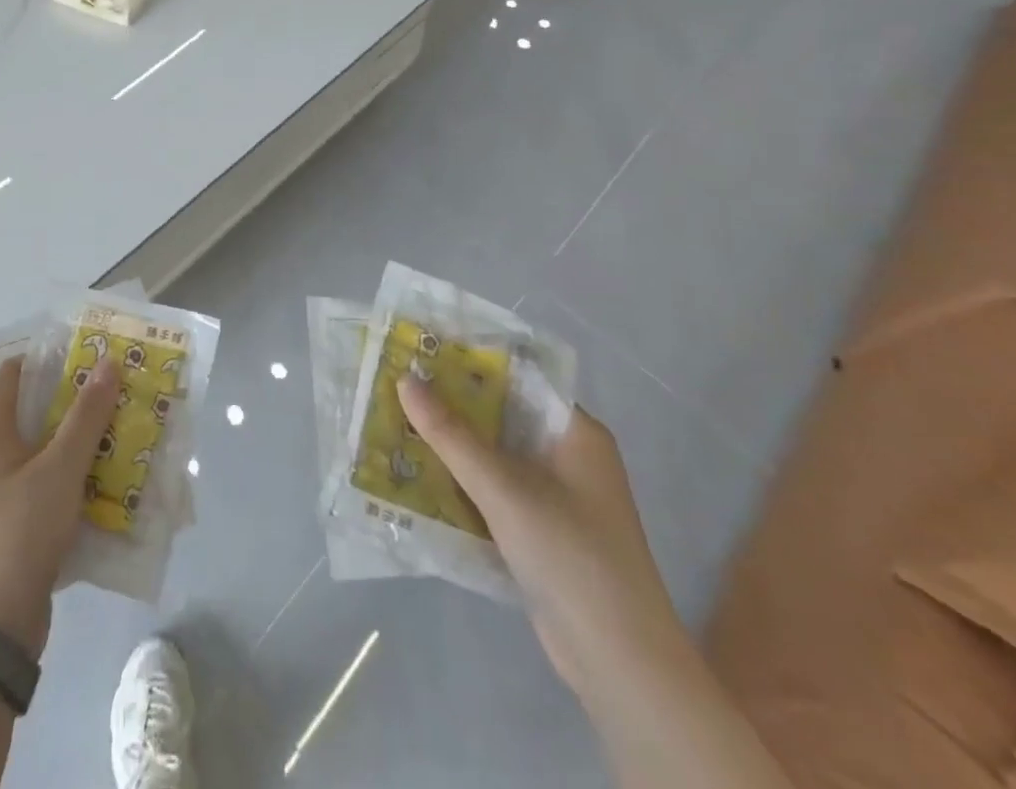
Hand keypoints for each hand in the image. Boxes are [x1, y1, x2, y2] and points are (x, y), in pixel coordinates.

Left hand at [0, 355, 119, 658]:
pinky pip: (51, 482)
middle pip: (36, 409)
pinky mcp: (18, 521)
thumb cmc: (18, 532)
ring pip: (48, 448)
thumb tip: (108, 362)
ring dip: (84, 437)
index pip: (15, 371)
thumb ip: (87, 415)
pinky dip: (78, 473)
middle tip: (121, 387)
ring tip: (127, 424)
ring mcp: (2, 490)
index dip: (52, 356)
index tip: (93, 351)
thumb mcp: (59, 468)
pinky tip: (114, 474)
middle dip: (79, 398)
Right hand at [398, 376, 682, 690]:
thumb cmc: (570, 555)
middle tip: (398, 386)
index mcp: (576, 432)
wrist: (619, 663)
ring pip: (495, 456)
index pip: (518, 378)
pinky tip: (420, 476)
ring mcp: (557, 497)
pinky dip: (463, 483)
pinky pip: (495, 491)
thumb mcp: (504, 488)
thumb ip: (451, 435)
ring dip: (453, 447)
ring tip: (397, 423)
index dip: (471, 362)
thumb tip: (405, 380)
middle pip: (502, 417)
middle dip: (452, 405)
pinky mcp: (542, 532)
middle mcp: (568, 456)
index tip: (422, 352)